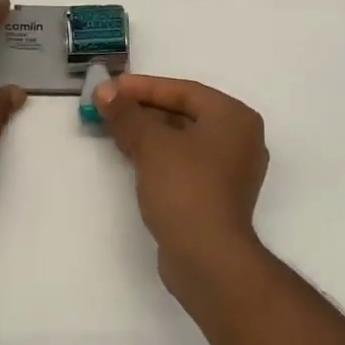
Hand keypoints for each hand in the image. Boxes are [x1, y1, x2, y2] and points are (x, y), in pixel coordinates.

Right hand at [92, 75, 269, 292]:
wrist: (208, 257)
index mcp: (234, 117)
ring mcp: (230, 170)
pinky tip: (131, 155)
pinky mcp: (217, 195)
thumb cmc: (186, 188)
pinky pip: (184, 162)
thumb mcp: (152, 145)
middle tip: (107, 107)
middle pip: (184, 113)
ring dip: (148, 133)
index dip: (143, 87)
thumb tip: (104, 92)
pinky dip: (159, 155)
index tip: (110, 88)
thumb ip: (127, 114)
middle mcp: (239, 139)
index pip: (184, 91)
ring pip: (183, 139)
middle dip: (143, 110)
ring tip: (113, 128)